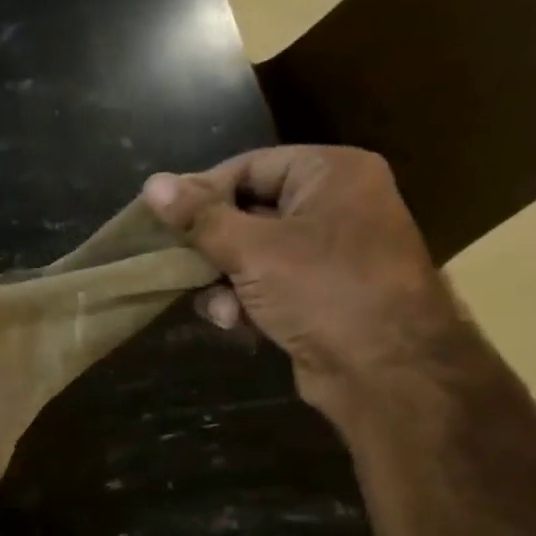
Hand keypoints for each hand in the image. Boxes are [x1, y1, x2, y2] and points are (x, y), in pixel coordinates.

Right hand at [142, 147, 465, 418]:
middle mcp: (335, 205)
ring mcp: (330, 252)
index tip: (161, 220)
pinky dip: (245, 301)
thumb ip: (200, 218)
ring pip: (251, 254)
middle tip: (178, 265)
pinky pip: (267, 284)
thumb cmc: (322, 290)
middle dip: (213, 247)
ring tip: (218, 306)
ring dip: (224, 281)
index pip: (249, 166)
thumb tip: (152, 184)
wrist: (384, 369)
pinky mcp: (320, 293)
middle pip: (248, 212)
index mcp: (331, 174)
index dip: (203, 192)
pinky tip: (234, 322)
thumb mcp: (253, 250)